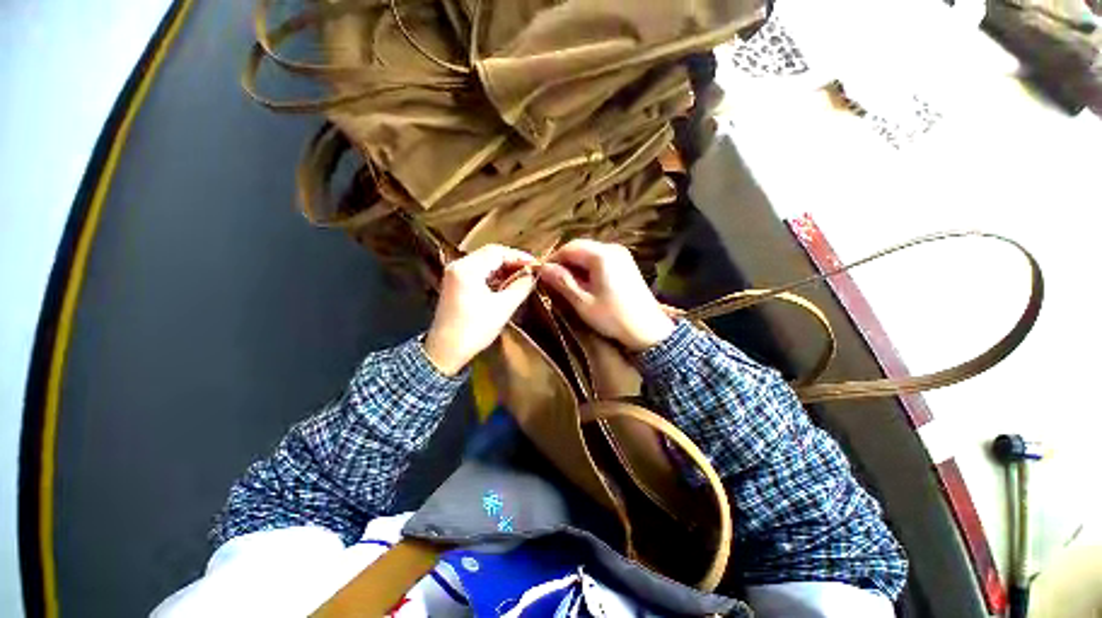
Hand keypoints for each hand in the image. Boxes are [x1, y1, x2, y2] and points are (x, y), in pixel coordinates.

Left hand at [424, 245, 536, 374]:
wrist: (445, 351)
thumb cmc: (474, 329)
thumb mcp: (502, 308)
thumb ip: (520, 287)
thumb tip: (532, 275)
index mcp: (467, 269)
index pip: (497, 251)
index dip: (519, 256)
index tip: (536, 265)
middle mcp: (458, 266)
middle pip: (489, 254)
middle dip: (512, 261)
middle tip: (531, 270)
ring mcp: (455, 274)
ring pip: (484, 262)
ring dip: (503, 268)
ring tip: (522, 277)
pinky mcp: (455, 284)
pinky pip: (478, 272)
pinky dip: (494, 275)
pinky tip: (506, 283)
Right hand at [540, 239, 674, 351]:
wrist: (648, 330)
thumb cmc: (613, 317)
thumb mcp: (583, 301)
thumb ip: (562, 282)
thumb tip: (543, 268)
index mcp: (601, 255)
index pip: (569, 248)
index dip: (553, 260)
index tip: (543, 275)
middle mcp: (612, 248)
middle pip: (580, 248)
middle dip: (565, 263)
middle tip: (554, 282)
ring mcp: (622, 255)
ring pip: (589, 253)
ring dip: (576, 266)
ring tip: (568, 285)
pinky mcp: (626, 263)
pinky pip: (600, 259)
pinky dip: (589, 268)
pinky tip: (586, 284)